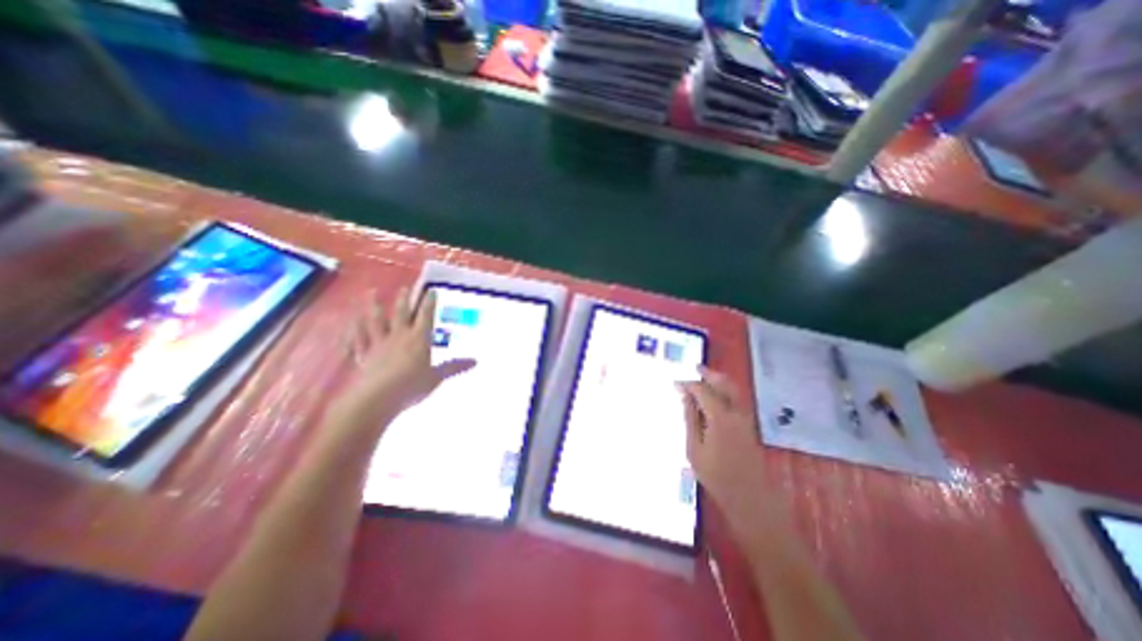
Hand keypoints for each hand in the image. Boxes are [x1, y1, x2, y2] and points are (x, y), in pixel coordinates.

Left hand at [328, 287, 474, 428]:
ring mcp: (378, 344)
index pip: (426, 316)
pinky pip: (358, 338)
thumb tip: (476, 362)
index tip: (431, 291)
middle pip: (401, 313)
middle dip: (404, 300)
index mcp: (419, 338)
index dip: (429, 302)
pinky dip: (354, 329)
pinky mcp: (363, 355)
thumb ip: (455, 367)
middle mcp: (399, 336)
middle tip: (404, 288)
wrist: (378, 397)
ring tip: (372, 292)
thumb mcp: (437, 377)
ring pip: (376, 320)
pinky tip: (351, 322)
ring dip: (374, 306)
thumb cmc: (412, 385)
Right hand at [676, 367, 766, 533]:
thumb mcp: (694, 448)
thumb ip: (690, 419)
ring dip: (719, 380)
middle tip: (695, 368)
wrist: (750, 499)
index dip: (688, 384)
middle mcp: (736, 412)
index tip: (675, 383)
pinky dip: (725, 391)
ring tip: (704, 377)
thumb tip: (684, 396)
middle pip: (724, 383)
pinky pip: (737, 399)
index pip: (702, 390)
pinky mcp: (749, 426)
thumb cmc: (717, 476)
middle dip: (709, 373)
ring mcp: (746, 418)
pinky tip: (715, 397)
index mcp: (720, 416)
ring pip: (733, 390)